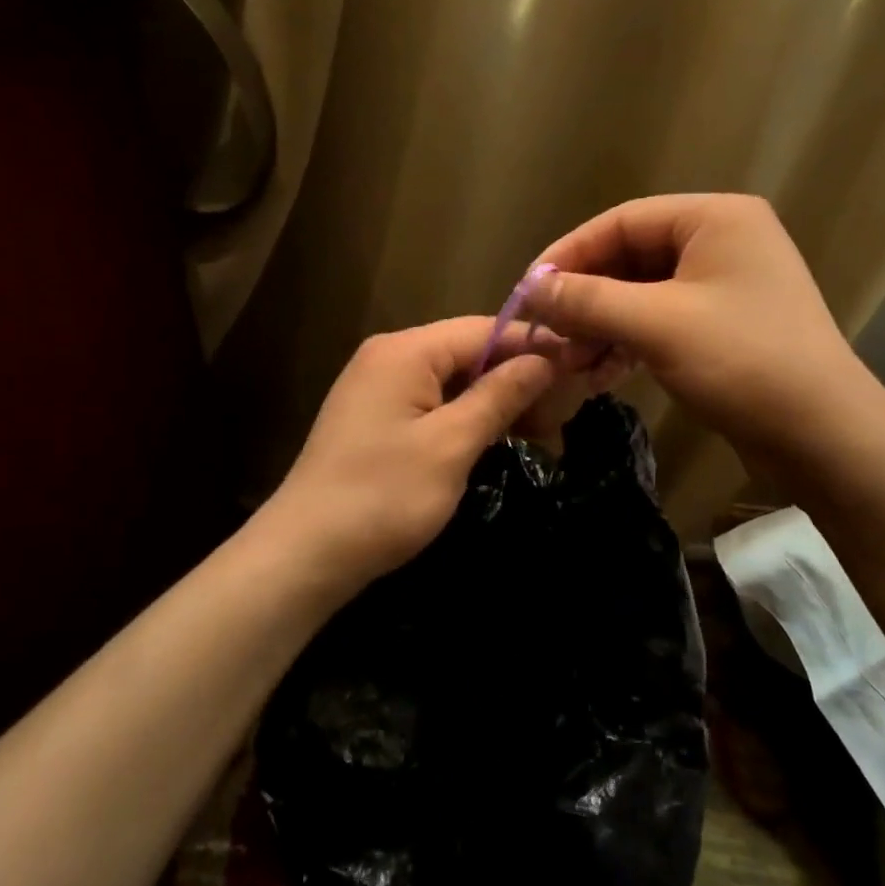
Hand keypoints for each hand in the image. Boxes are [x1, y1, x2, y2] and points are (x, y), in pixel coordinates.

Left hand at [266, 317, 556, 596]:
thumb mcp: (451, 445)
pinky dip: (467, 417)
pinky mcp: (376, 419)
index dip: (533, 346)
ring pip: (453, 380)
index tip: (581, 364)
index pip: (483, 330)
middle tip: (566, 406)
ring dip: (496, 400)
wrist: (303, 555)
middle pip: (468, 352)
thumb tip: (545, 359)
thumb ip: (499, 395)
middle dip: (517, 376)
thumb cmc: (382, 497)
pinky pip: (433, 403)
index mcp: (405, 351)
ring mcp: (378, 388)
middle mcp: (389, 357)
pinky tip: (498, 436)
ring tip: (543, 426)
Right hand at [524, 194, 879, 470]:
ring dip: (602, 326)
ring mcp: (725, 285)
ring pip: (643, 294)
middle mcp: (721, 241)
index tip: (527, 291)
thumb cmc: (742, 362)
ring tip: (567, 362)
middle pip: (630, 258)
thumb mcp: (657, 324)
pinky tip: (599, 374)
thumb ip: (588, 300)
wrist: (824, 437)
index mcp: (714, 218)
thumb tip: (530, 289)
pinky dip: (628, 343)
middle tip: (544, 333)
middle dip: (585, 298)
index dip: (568, 254)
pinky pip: (661, 321)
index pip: (621, 221)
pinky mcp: (724, 326)